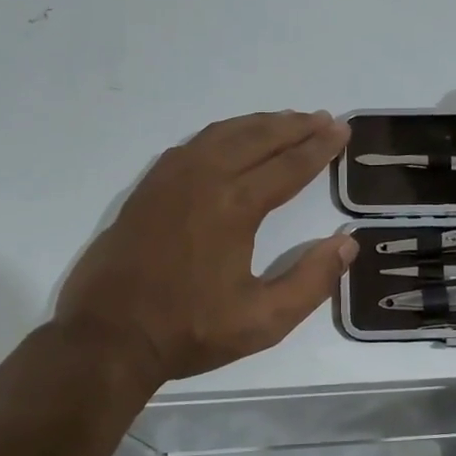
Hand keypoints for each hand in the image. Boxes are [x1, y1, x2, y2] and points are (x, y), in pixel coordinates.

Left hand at [54, 111, 357, 383]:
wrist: (107, 337)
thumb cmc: (189, 330)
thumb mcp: (263, 321)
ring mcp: (170, 179)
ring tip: (287, 120)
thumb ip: (312, 281)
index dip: (319, 147)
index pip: (289, 166)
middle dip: (295, 126)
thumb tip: (347, 243)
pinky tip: (231, 140)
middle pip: (258, 138)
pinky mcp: (149, 188)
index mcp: (235, 206)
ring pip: (223, 134)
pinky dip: (223, 133)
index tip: (341, 131)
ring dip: (260, 124)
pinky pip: (194, 144)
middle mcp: (204, 179)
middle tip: (324, 118)